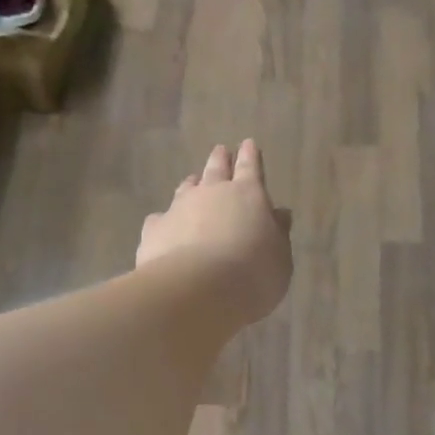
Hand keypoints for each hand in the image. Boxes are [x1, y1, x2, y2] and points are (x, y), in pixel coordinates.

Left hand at [138, 140, 291, 327]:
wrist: (197, 290)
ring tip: (192, 181)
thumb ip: (278, 234)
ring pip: (186, 188)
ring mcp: (179, 208)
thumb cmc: (252, 274)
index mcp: (248, 195)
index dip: (251, 156)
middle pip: (216, 169)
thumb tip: (279, 214)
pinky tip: (164, 225)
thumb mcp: (280, 258)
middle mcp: (212, 193)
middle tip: (221, 151)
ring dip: (191, 184)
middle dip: (220, 159)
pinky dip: (165, 219)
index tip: (249, 144)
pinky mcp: (154, 230)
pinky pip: (160, 218)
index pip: (251, 167)